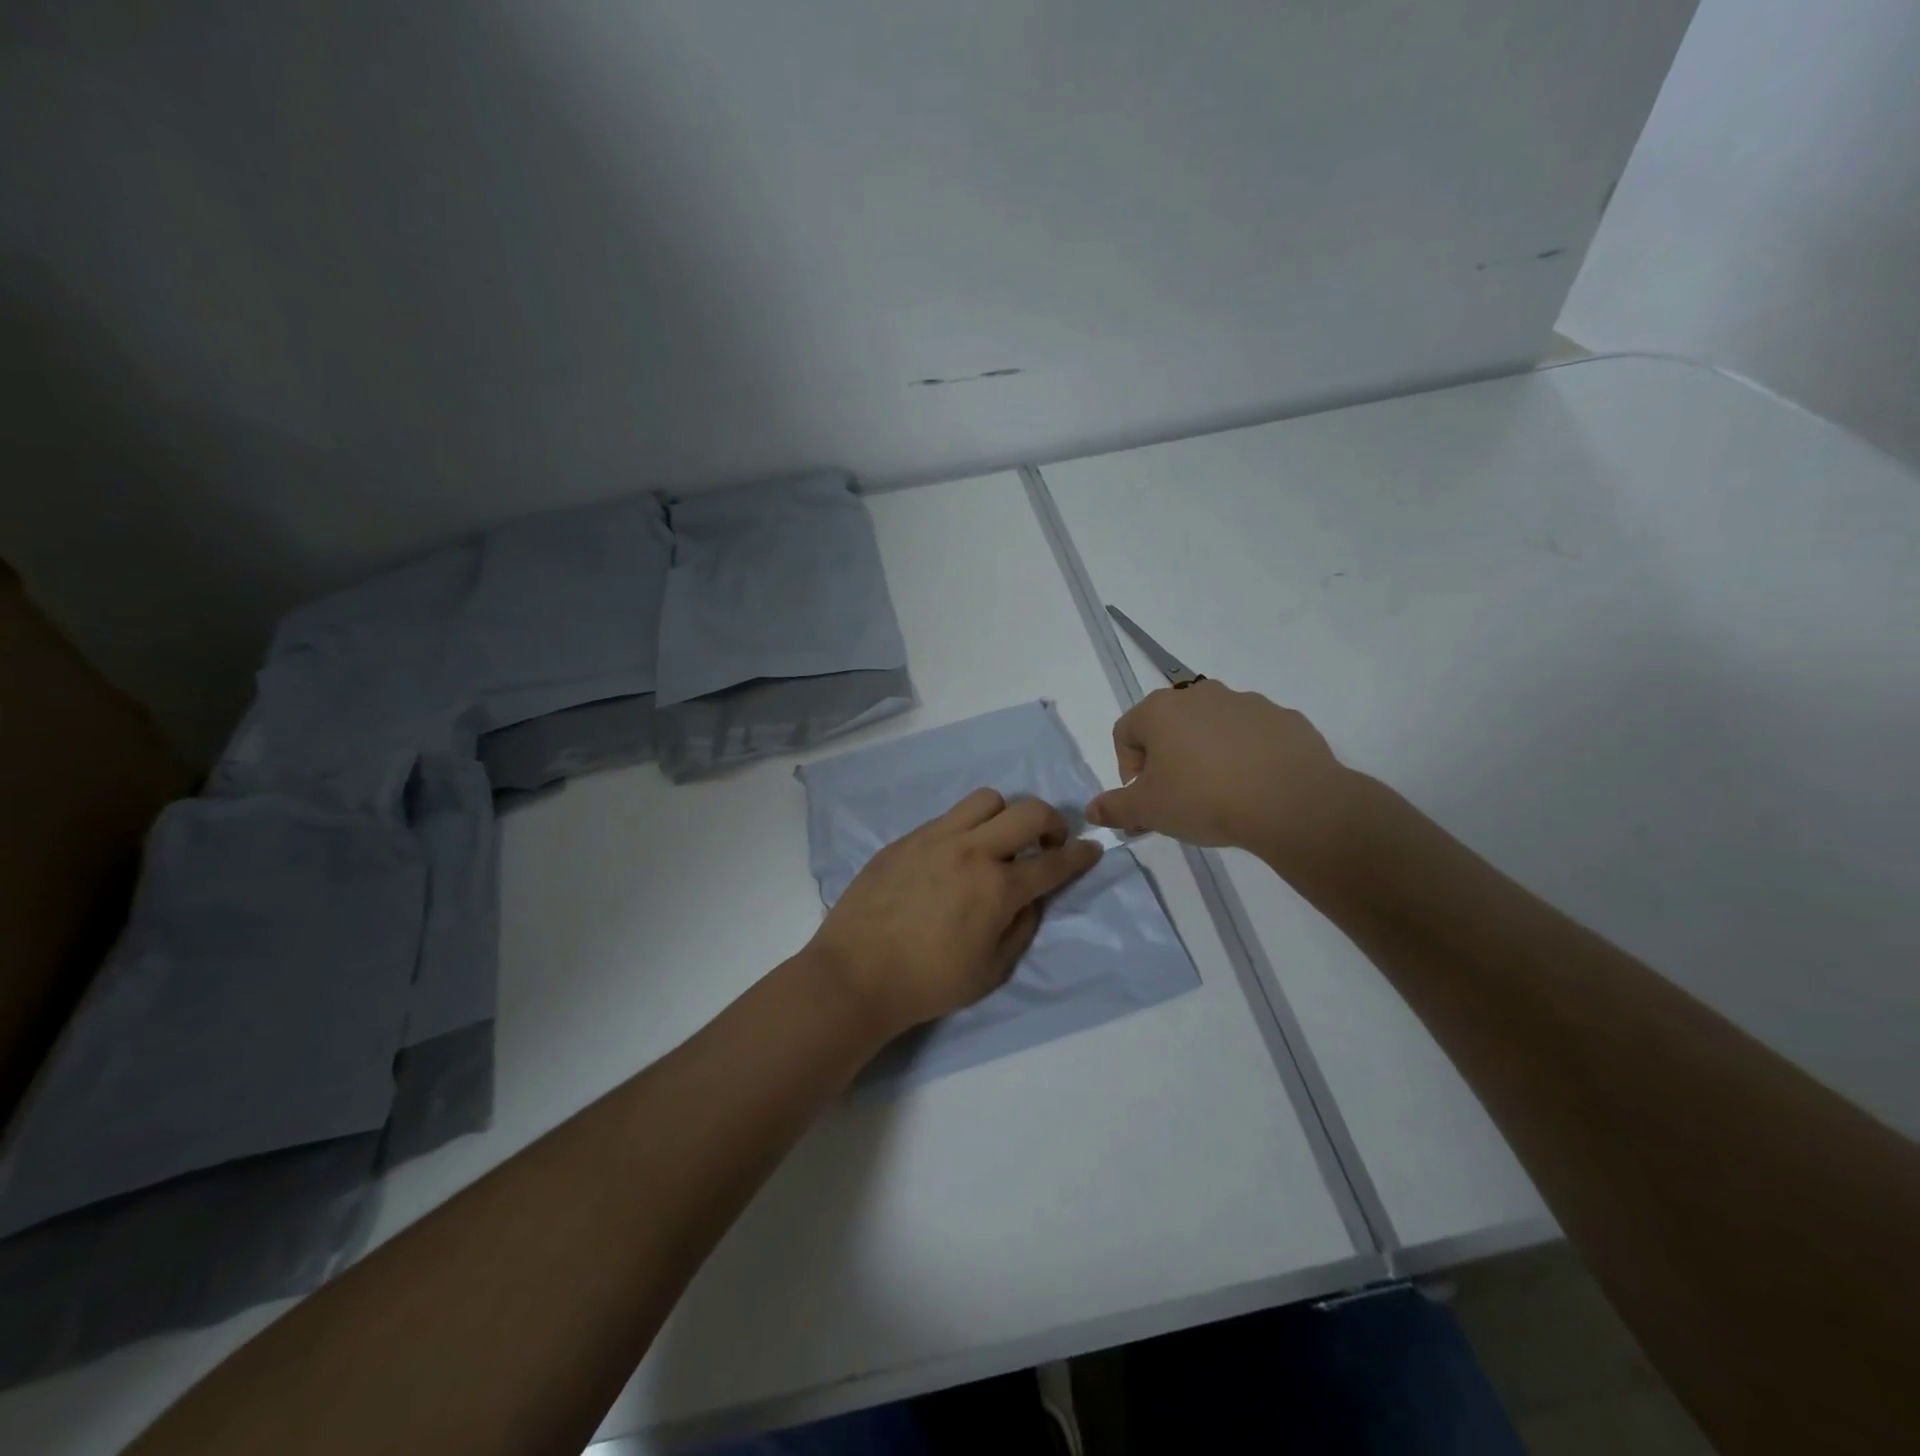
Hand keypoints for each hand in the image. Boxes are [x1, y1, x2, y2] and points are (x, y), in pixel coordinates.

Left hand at [808, 789, 1100, 1038]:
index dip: (1080, 855)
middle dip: (1051, 821)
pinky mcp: (906, 838)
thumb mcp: (991, 971)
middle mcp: (971, 851)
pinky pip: (948, 817)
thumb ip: (1021, 928)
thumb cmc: (928, 983)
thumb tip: (1031, 898)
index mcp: (997, 888)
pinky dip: (965, 828)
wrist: (856, 974)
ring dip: (1005, 815)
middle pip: (1027, 811)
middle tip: (1047, 842)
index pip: (1053, 862)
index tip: (1092, 849)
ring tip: (997, 841)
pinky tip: (953, 856)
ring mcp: (935, 838)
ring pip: (985, 800)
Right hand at [1085, 680, 1362, 871]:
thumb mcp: (1149, 811)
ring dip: (1206, 753)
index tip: (1144, 798)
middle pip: (1169, 726)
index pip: (1125, 733)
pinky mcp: (1283, 717)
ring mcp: (1246, 702)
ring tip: (1219, 792)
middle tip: (1178, 796)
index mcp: (1160, 710)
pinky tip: (1253, 786)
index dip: (1127, 768)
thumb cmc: (1204, 798)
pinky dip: (1245, 755)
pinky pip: (1251, 735)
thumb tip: (1091, 810)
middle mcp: (1200, 695)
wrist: (1291, 802)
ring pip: (1211, 727)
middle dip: (1167, 758)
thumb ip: (1115, 808)